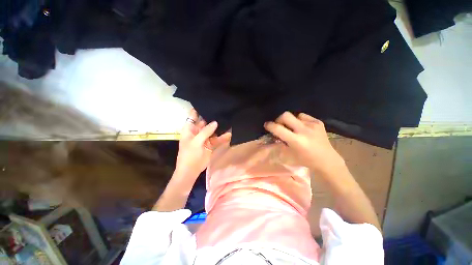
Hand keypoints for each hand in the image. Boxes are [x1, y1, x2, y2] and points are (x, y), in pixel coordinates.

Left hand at [176, 109, 230, 178]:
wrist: (191, 171)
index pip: (193, 115)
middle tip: (223, 110)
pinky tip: (229, 134)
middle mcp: (198, 131)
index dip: (199, 109)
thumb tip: (215, 122)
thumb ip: (205, 131)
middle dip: (213, 117)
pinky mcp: (211, 144)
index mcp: (190, 129)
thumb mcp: (196, 142)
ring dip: (220, 127)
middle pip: (205, 121)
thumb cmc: (189, 155)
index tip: (208, 103)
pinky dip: (223, 137)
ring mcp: (205, 138)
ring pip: (213, 130)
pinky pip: (217, 139)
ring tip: (229, 120)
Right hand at [264, 111, 344, 174]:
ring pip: (295, 115)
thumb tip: (274, 134)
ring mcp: (313, 125)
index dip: (270, 125)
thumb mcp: (289, 154)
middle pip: (286, 115)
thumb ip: (281, 142)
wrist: (327, 160)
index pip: (278, 129)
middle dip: (279, 119)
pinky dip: (299, 120)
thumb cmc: (306, 160)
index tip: (267, 125)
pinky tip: (302, 127)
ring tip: (292, 127)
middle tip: (279, 125)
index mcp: (296, 141)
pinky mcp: (318, 122)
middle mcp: (304, 130)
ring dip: (290, 121)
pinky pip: (304, 116)